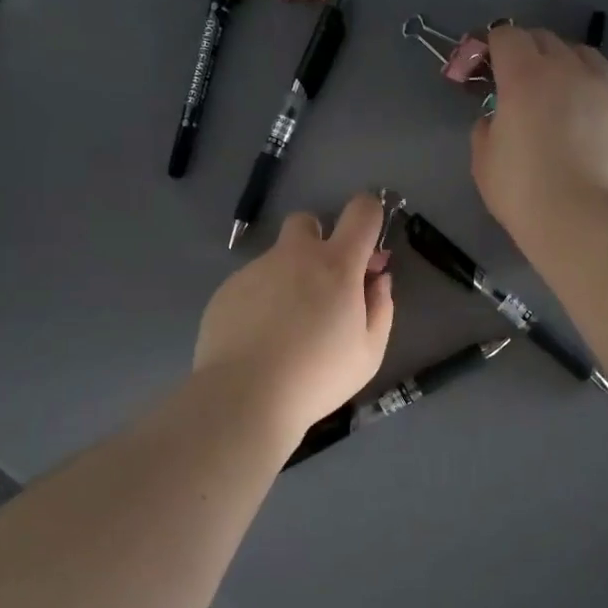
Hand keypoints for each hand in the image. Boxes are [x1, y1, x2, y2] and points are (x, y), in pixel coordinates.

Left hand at [194, 193, 394, 439]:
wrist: (245, 396)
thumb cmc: (318, 376)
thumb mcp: (369, 352)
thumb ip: (380, 307)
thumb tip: (377, 279)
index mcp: (337, 264)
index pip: (361, 211)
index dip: (370, 214)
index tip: (368, 246)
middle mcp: (294, 255)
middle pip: (307, 221)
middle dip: (318, 240)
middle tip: (322, 285)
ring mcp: (255, 270)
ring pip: (277, 258)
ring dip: (288, 278)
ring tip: (285, 328)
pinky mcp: (227, 290)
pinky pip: (251, 283)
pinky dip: (260, 300)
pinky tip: (259, 338)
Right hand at [472, 23, 607, 247]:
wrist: (582, 220)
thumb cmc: (522, 190)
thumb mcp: (484, 160)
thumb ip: (487, 128)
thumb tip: (497, 118)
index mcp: (524, 76)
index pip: (506, 36)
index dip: (490, 45)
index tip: (482, 66)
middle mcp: (566, 71)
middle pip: (544, 38)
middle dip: (524, 49)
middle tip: (512, 78)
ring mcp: (602, 91)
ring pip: (582, 54)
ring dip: (562, 61)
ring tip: (554, 87)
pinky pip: (602, 88)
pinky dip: (586, 93)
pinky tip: (580, 120)